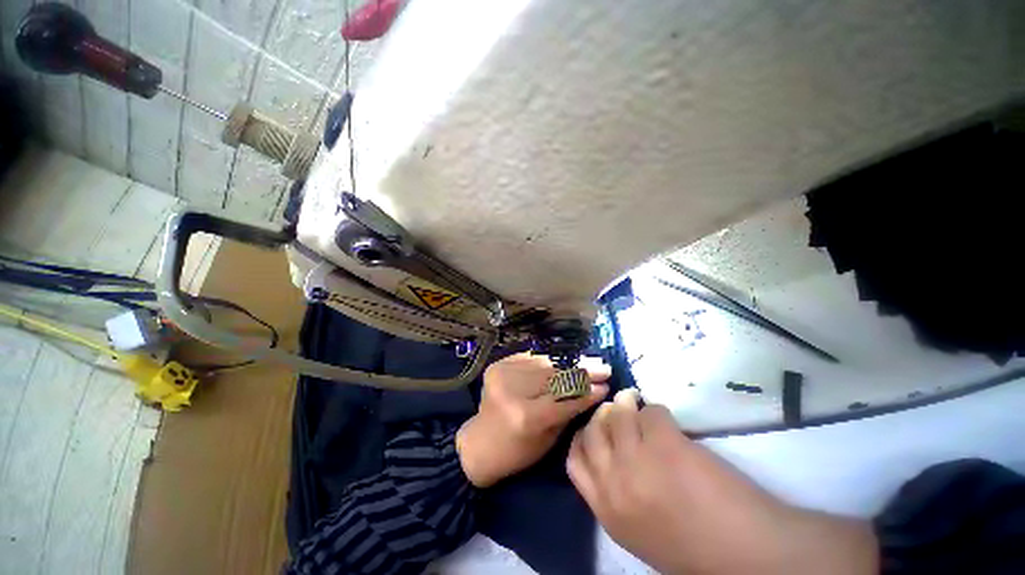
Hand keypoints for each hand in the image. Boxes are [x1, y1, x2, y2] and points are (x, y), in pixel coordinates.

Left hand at [456, 353, 609, 487]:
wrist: (479, 443)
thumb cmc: (517, 452)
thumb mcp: (548, 440)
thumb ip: (569, 411)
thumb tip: (593, 390)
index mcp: (526, 417)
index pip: (565, 398)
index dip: (587, 391)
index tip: (607, 384)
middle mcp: (514, 391)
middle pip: (556, 376)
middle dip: (583, 371)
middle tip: (603, 367)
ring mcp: (504, 374)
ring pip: (545, 364)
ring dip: (569, 362)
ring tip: (589, 361)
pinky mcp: (498, 365)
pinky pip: (530, 358)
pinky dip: (549, 360)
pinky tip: (565, 359)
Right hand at [568, 390, 878, 574]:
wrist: (747, 555)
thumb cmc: (693, 548)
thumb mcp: (637, 530)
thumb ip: (616, 493)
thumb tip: (609, 450)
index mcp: (606, 509)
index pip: (574, 460)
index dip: (583, 437)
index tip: (594, 427)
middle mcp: (614, 482)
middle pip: (591, 432)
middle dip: (601, 416)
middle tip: (615, 409)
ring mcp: (638, 460)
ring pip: (619, 415)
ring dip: (628, 406)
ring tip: (638, 403)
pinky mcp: (666, 443)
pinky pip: (652, 412)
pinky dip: (658, 411)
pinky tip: (669, 421)